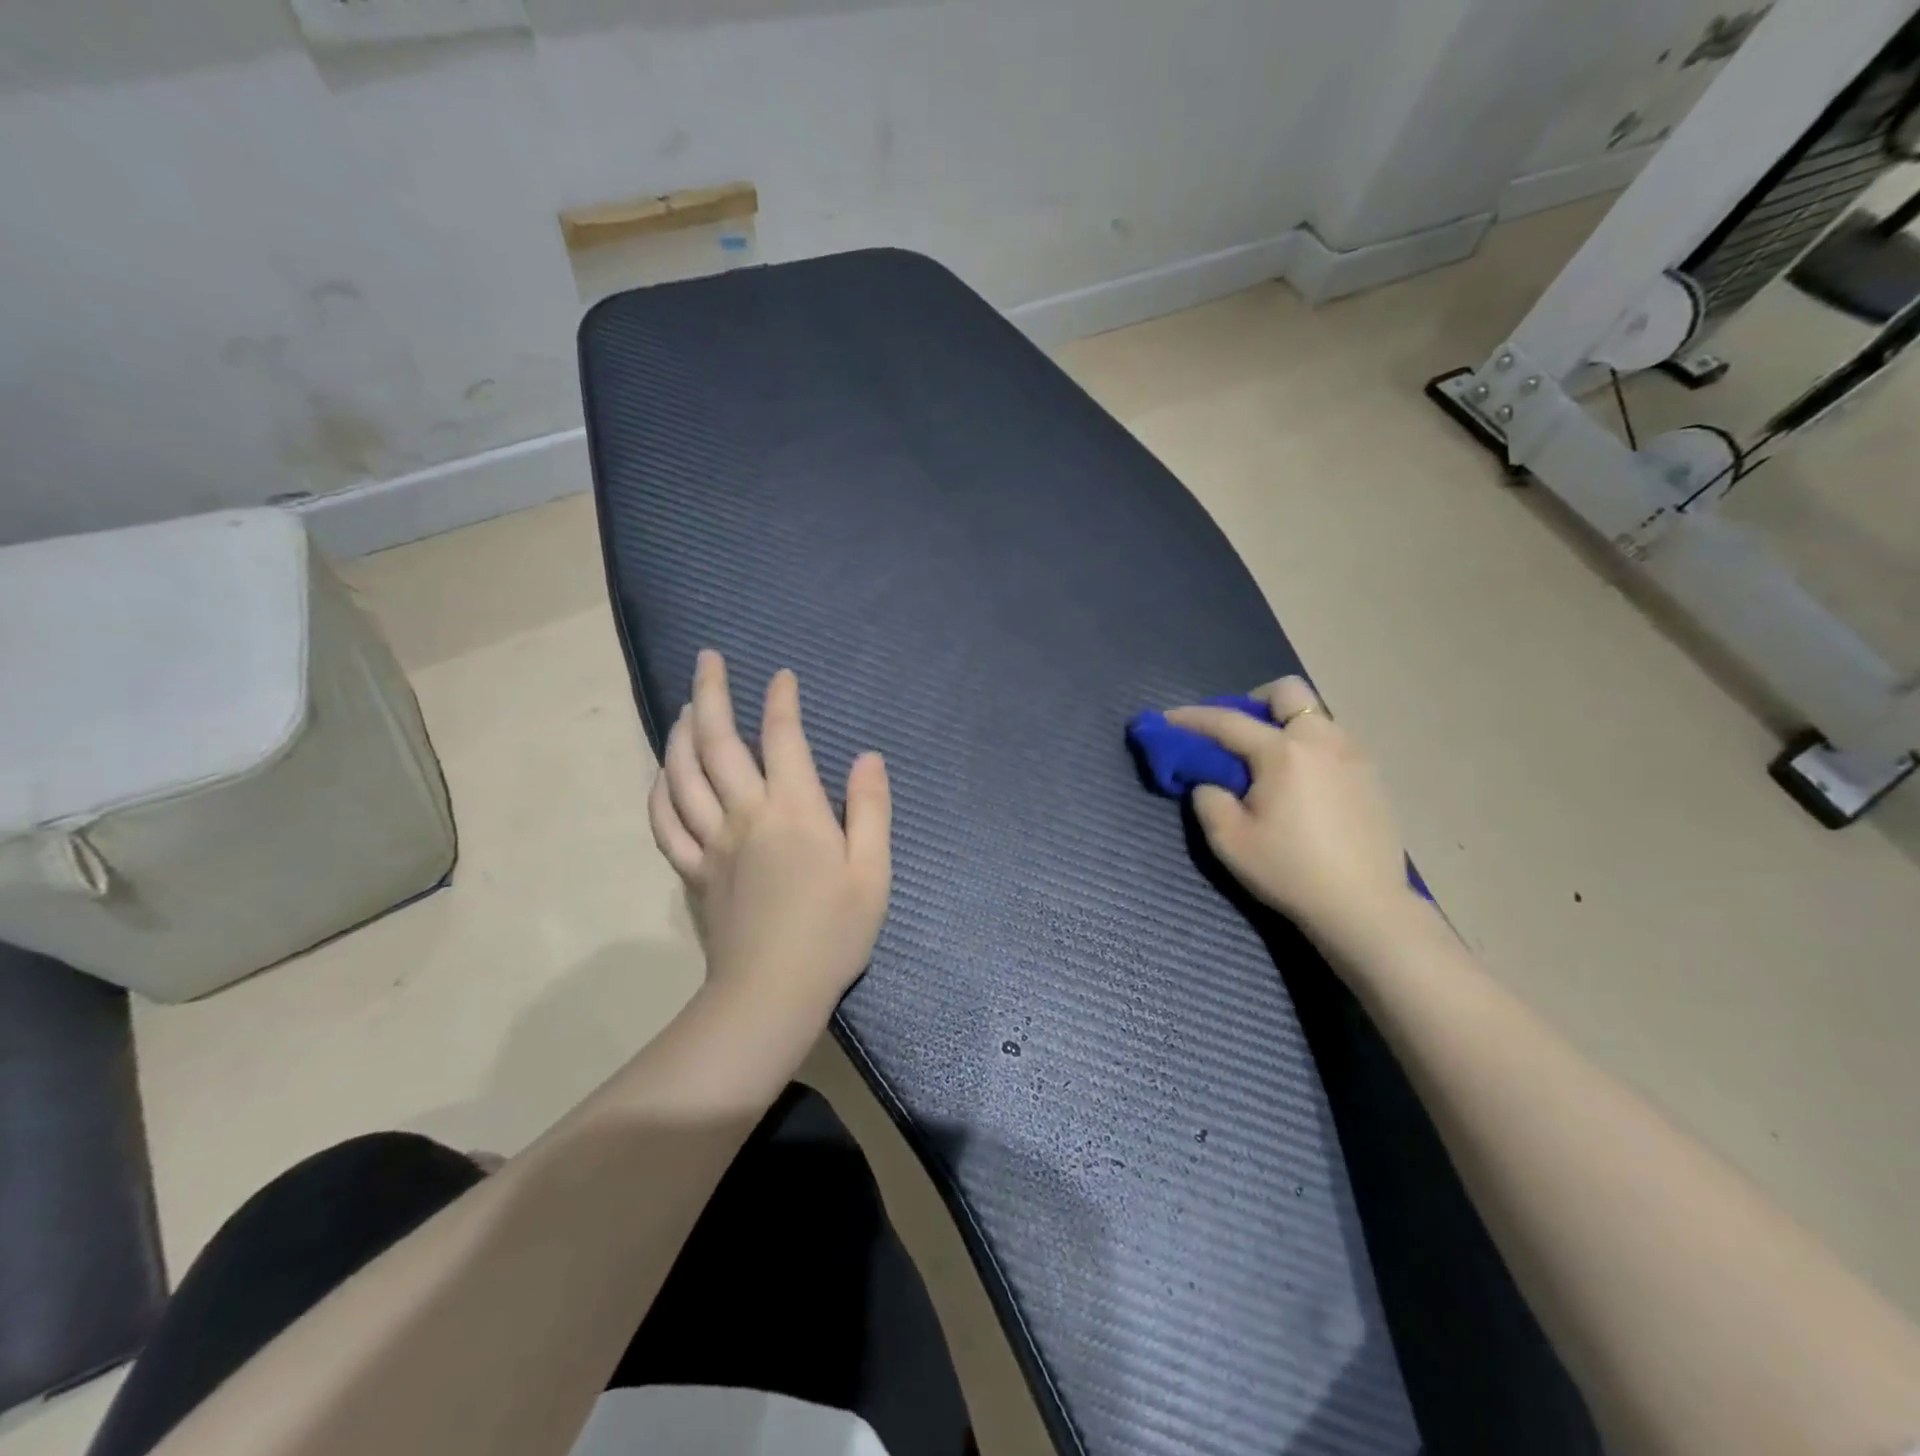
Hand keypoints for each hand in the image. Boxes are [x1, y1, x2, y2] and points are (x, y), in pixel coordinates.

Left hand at [648, 650, 891, 1019]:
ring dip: (681, 732)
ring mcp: (711, 843)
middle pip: (717, 743)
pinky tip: (662, 774)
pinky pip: (666, 822)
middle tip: (707, 659)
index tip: (781, 676)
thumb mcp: (872, 873)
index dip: (782, 701)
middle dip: (712, 693)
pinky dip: (659, 790)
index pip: (783, 738)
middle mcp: (745, 815)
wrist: (771, 994)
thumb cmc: (833, 934)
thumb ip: (871, 811)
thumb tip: (866, 758)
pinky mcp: (692, 871)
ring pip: (683, 774)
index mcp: (794, 811)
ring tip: (687, 706)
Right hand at [1168, 678, 1413, 938]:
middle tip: (1237, 733)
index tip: (1167, 718)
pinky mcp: (1372, 776)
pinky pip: (1334, 741)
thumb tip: (1211, 782)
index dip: (1192, 718)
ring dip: (1285, 725)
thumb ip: (1209, 800)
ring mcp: (1354, 755)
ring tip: (1269, 762)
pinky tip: (1302, 784)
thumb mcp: (1230, 841)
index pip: (1227, 722)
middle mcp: (1322, 740)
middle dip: (1254, 702)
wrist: (1364, 907)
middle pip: (1288, 692)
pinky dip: (1309, 747)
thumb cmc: (1291, 871)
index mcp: (1283, 752)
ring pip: (1315, 715)